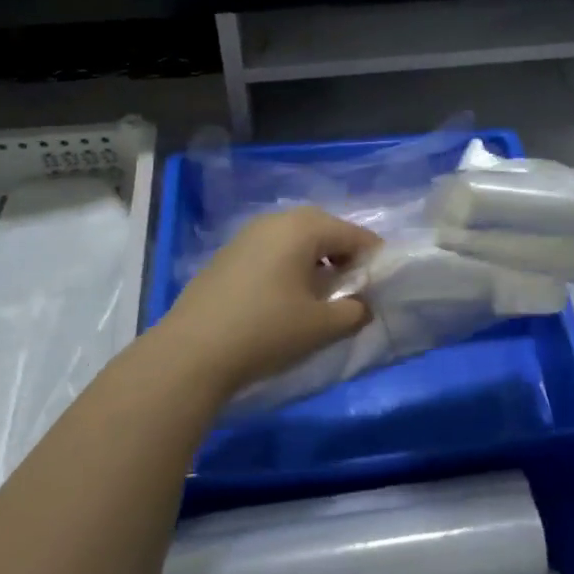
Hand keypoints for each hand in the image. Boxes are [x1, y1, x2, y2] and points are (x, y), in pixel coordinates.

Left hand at [157, 206, 380, 392]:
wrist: (191, 352)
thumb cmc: (267, 330)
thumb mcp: (322, 326)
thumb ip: (354, 311)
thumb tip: (363, 305)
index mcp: (304, 227)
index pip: (353, 234)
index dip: (373, 257)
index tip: (382, 283)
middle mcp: (276, 221)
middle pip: (323, 229)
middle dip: (343, 254)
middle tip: (353, 285)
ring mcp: (247, 235)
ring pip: (294, 238)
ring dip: (314, 259)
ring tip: (320, 294)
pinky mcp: (227, 255)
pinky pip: (271, 250)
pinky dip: (287, 265)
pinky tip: (284, 298)